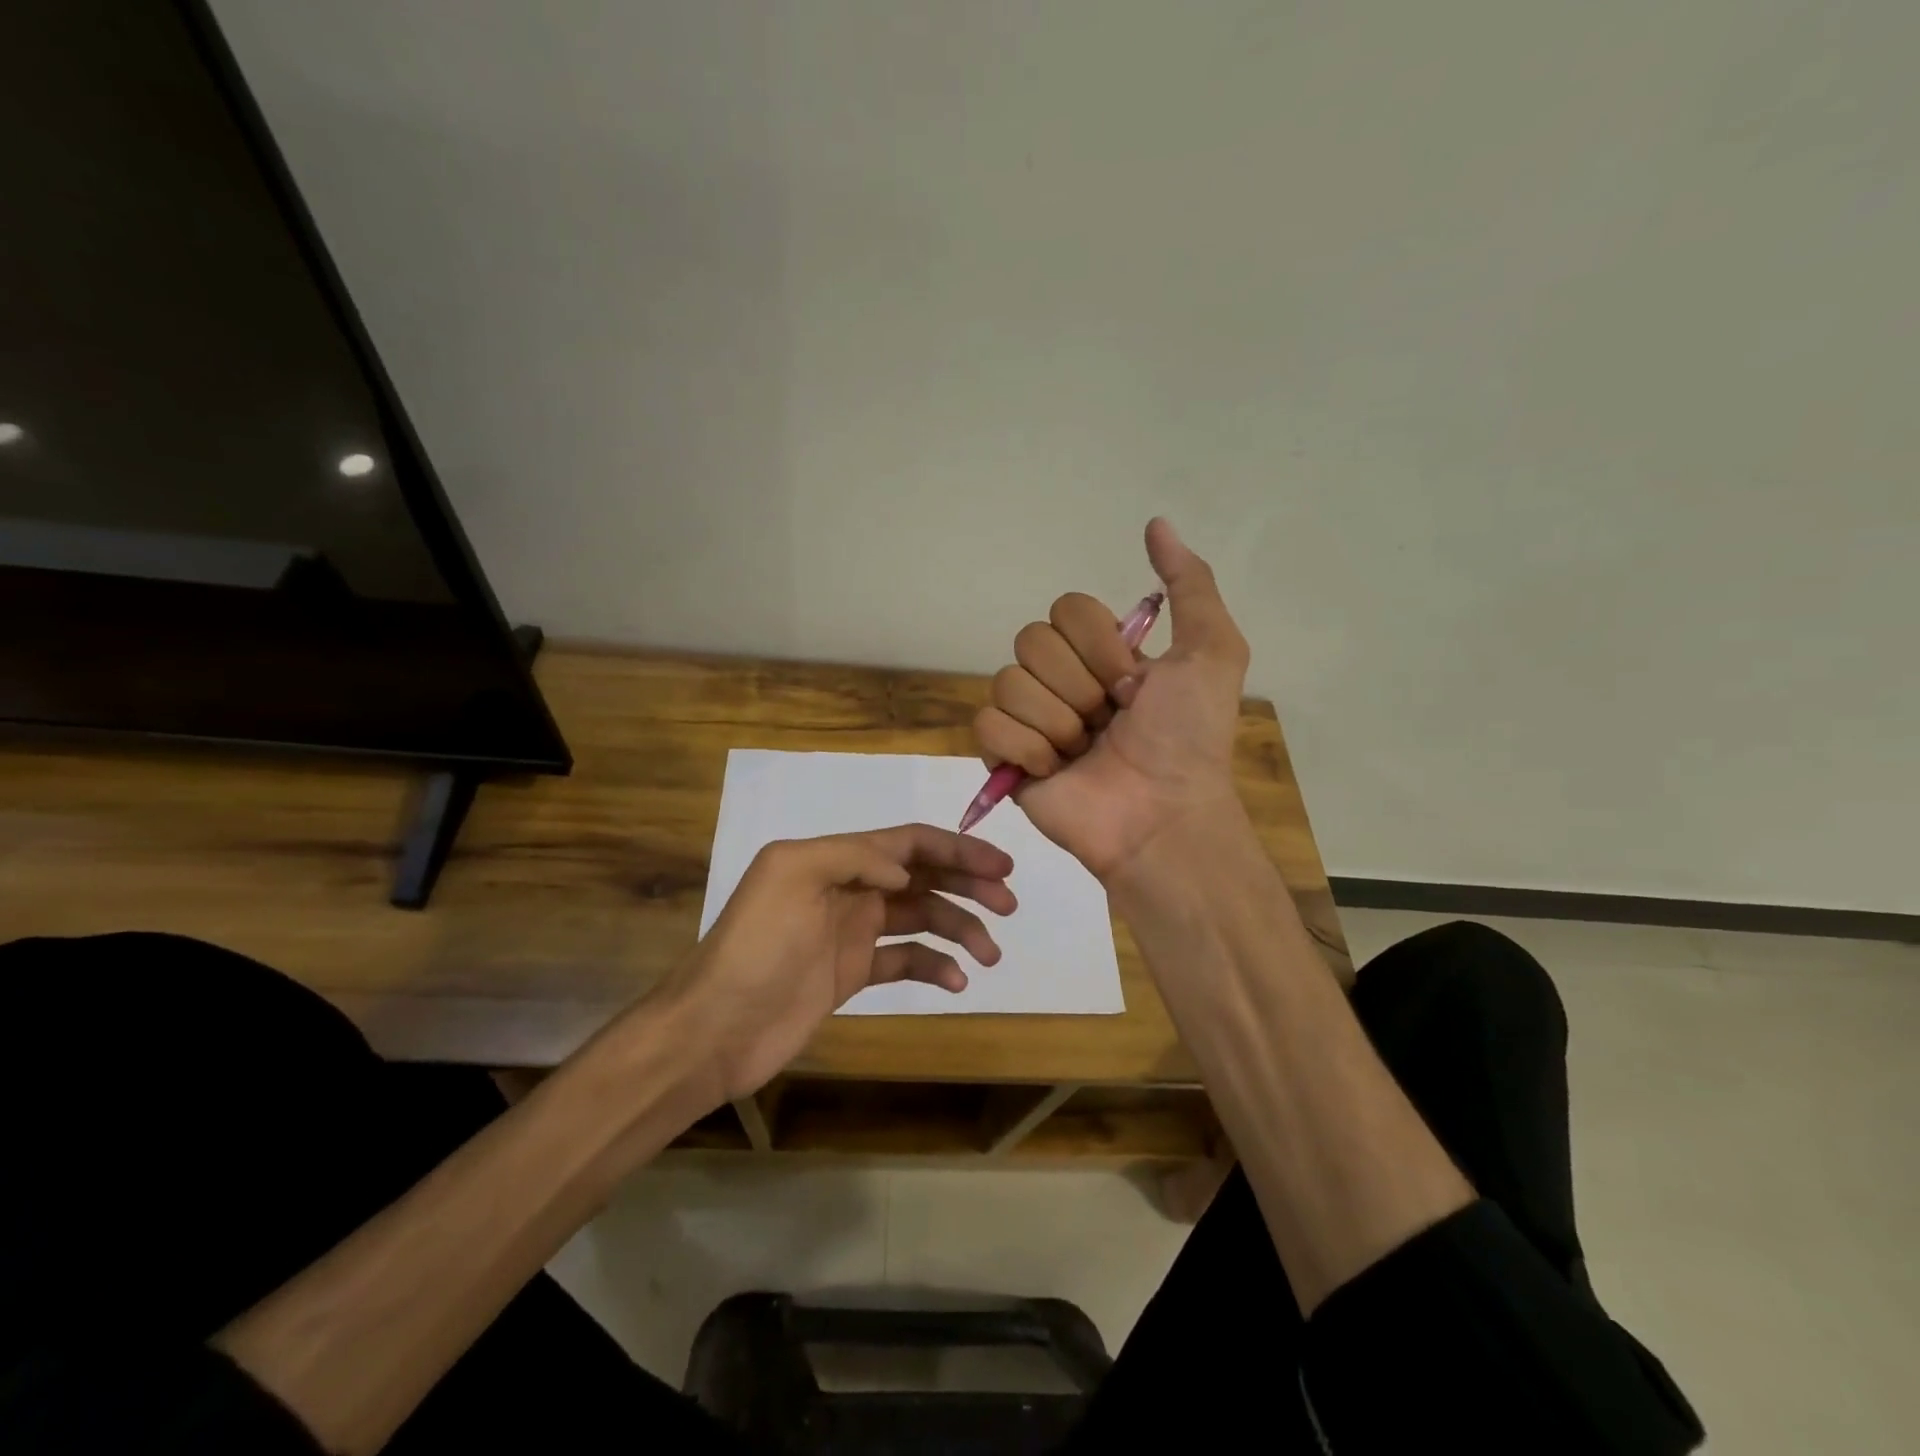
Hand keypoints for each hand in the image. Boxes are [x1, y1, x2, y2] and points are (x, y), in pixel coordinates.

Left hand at [665, 825, 1015, 1102]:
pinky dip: (935, 966)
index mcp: (835, 858)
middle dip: (969, 885)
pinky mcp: (852, 973)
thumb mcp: (791, 875)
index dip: (957, 850)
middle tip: (1009, 905)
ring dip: (960, 929)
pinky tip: (956, 981)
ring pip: (922, 918)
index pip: (909, 843)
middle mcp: (849, 888)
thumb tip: (905, 871)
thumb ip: (853, 856)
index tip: (1000, 866)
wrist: (715, 1028)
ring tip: (989, 955)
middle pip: (924, 877)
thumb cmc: (756, 947)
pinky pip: (905, 961)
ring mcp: (852, 932)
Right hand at [974, 518, 1250, 881]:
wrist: (1161, 814)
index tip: (1133, 685)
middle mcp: (1061, 679)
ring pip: (1007, 682)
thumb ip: (1189, 584)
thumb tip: (1156, 523)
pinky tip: (1054, 771)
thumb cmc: (1189, 738)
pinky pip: (987, 725)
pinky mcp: (1005, 757)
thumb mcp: (1212, 652)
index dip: (1098, 646)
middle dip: (1078, 685)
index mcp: (1100, 653)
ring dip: (1056, 721)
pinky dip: (1024, 748)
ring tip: (1083, 752)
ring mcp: (1030, 718)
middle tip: (1109, 721)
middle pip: (1031, 641)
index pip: (1065, 610)